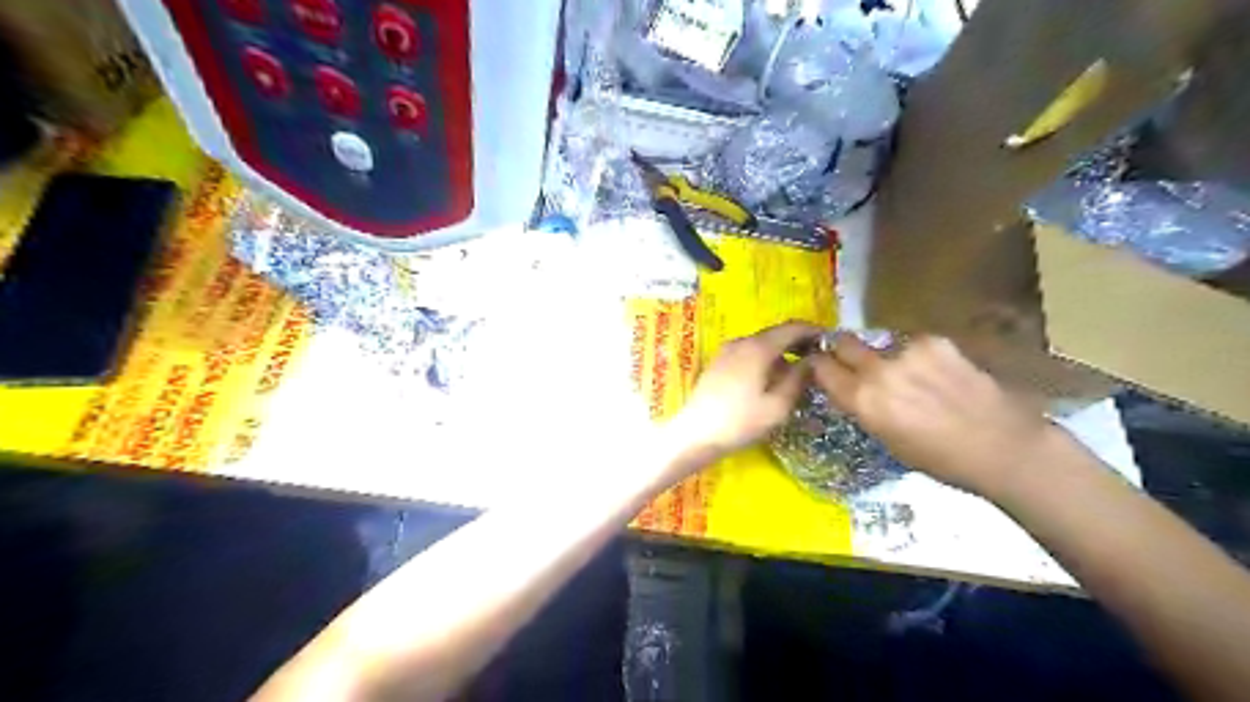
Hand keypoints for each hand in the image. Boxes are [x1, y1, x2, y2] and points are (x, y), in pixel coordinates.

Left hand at [674, 321, 821, 459]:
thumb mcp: (778, 405)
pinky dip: (767, 359)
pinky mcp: (719, 362)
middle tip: (820, 359)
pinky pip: (749, 353)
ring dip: (783, 352)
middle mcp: (742, 341)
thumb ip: (798, 379)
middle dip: (799, 343)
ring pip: (762, 344)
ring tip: (800, 371)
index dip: (815, 332)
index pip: (793, 328)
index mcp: (758, 347)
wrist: (695, 433)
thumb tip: (813, 361)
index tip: (832, 343)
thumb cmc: (740, 421)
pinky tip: (774, 378)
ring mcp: (727, 351)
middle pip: (777, 334)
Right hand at [813, 333, 1050, 493]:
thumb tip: (851, 388)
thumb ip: (862, 407)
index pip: (821, 366)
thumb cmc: (939, 459)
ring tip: (906, 373)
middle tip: (852, 361)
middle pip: (843, 342)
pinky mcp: (936, 341)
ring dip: (883, 354)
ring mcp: (908, 351)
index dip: (818, 366)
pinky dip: (914, 354)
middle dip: (843, 350)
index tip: (822, 368)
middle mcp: (878, 370)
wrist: (1002, 446)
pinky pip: (911, 343)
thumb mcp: (885, 439)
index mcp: (862, 400)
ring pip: (880, 342)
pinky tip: (934, 372)